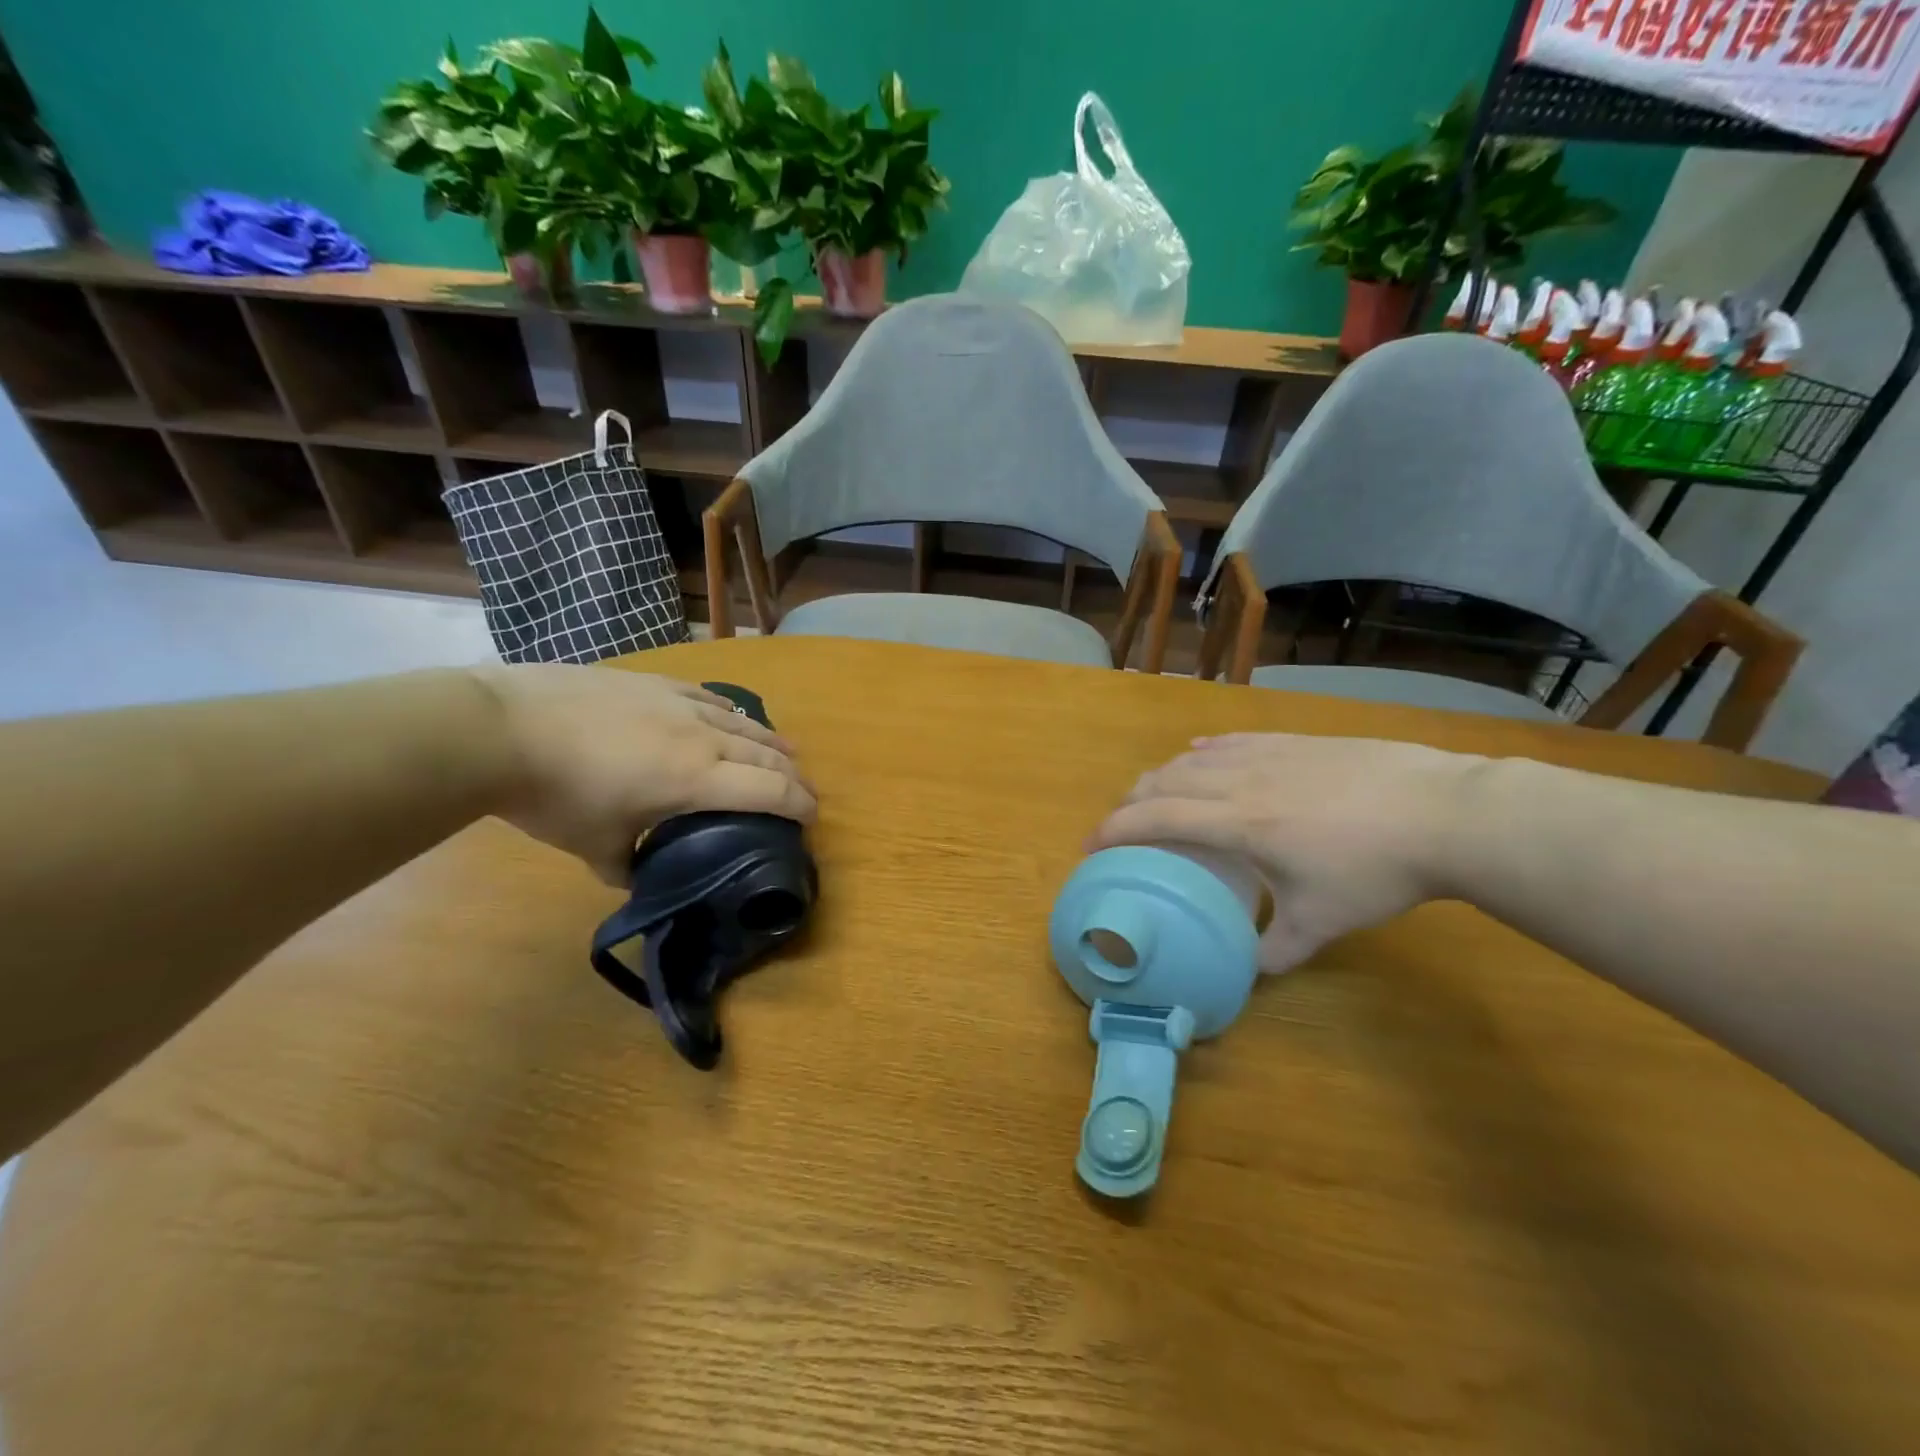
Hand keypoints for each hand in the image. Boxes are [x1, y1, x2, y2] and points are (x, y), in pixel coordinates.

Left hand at [474, 666, 814, 884]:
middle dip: (793, 775)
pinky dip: (731, 714)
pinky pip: (709, 698)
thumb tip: (637, 874)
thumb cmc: (553, 795)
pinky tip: (730, 717)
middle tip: (804, 792)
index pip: (769, 790)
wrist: (499, 728)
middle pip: (766, 754)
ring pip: (743, 722)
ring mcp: (678, 703)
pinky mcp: (653, 683)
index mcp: (695, 779)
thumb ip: (627, 865)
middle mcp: (701, 737)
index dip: (799, 805)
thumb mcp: (593, 847)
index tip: (811, 819)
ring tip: (785, 753)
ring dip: (770, 742)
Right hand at [1088, 733, 1482, 971]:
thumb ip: (1276, 948)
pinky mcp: (1295, 742)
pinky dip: (1205, 751)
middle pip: (1165, 779)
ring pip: (1195, 757)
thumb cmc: (1376, 870)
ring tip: (1155, 793)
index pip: (1155, 817)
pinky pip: (1233, 741)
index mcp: (1237, 823)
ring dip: (1163, 775)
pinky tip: (1201, 752)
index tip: (1091, 846)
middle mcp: (1239, 780)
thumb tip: (1250, 969)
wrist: (1444, 813)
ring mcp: (1268, 755)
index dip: (1115, 828)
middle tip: (1120, 824)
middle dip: (1130, 800)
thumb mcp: (1321, 922)